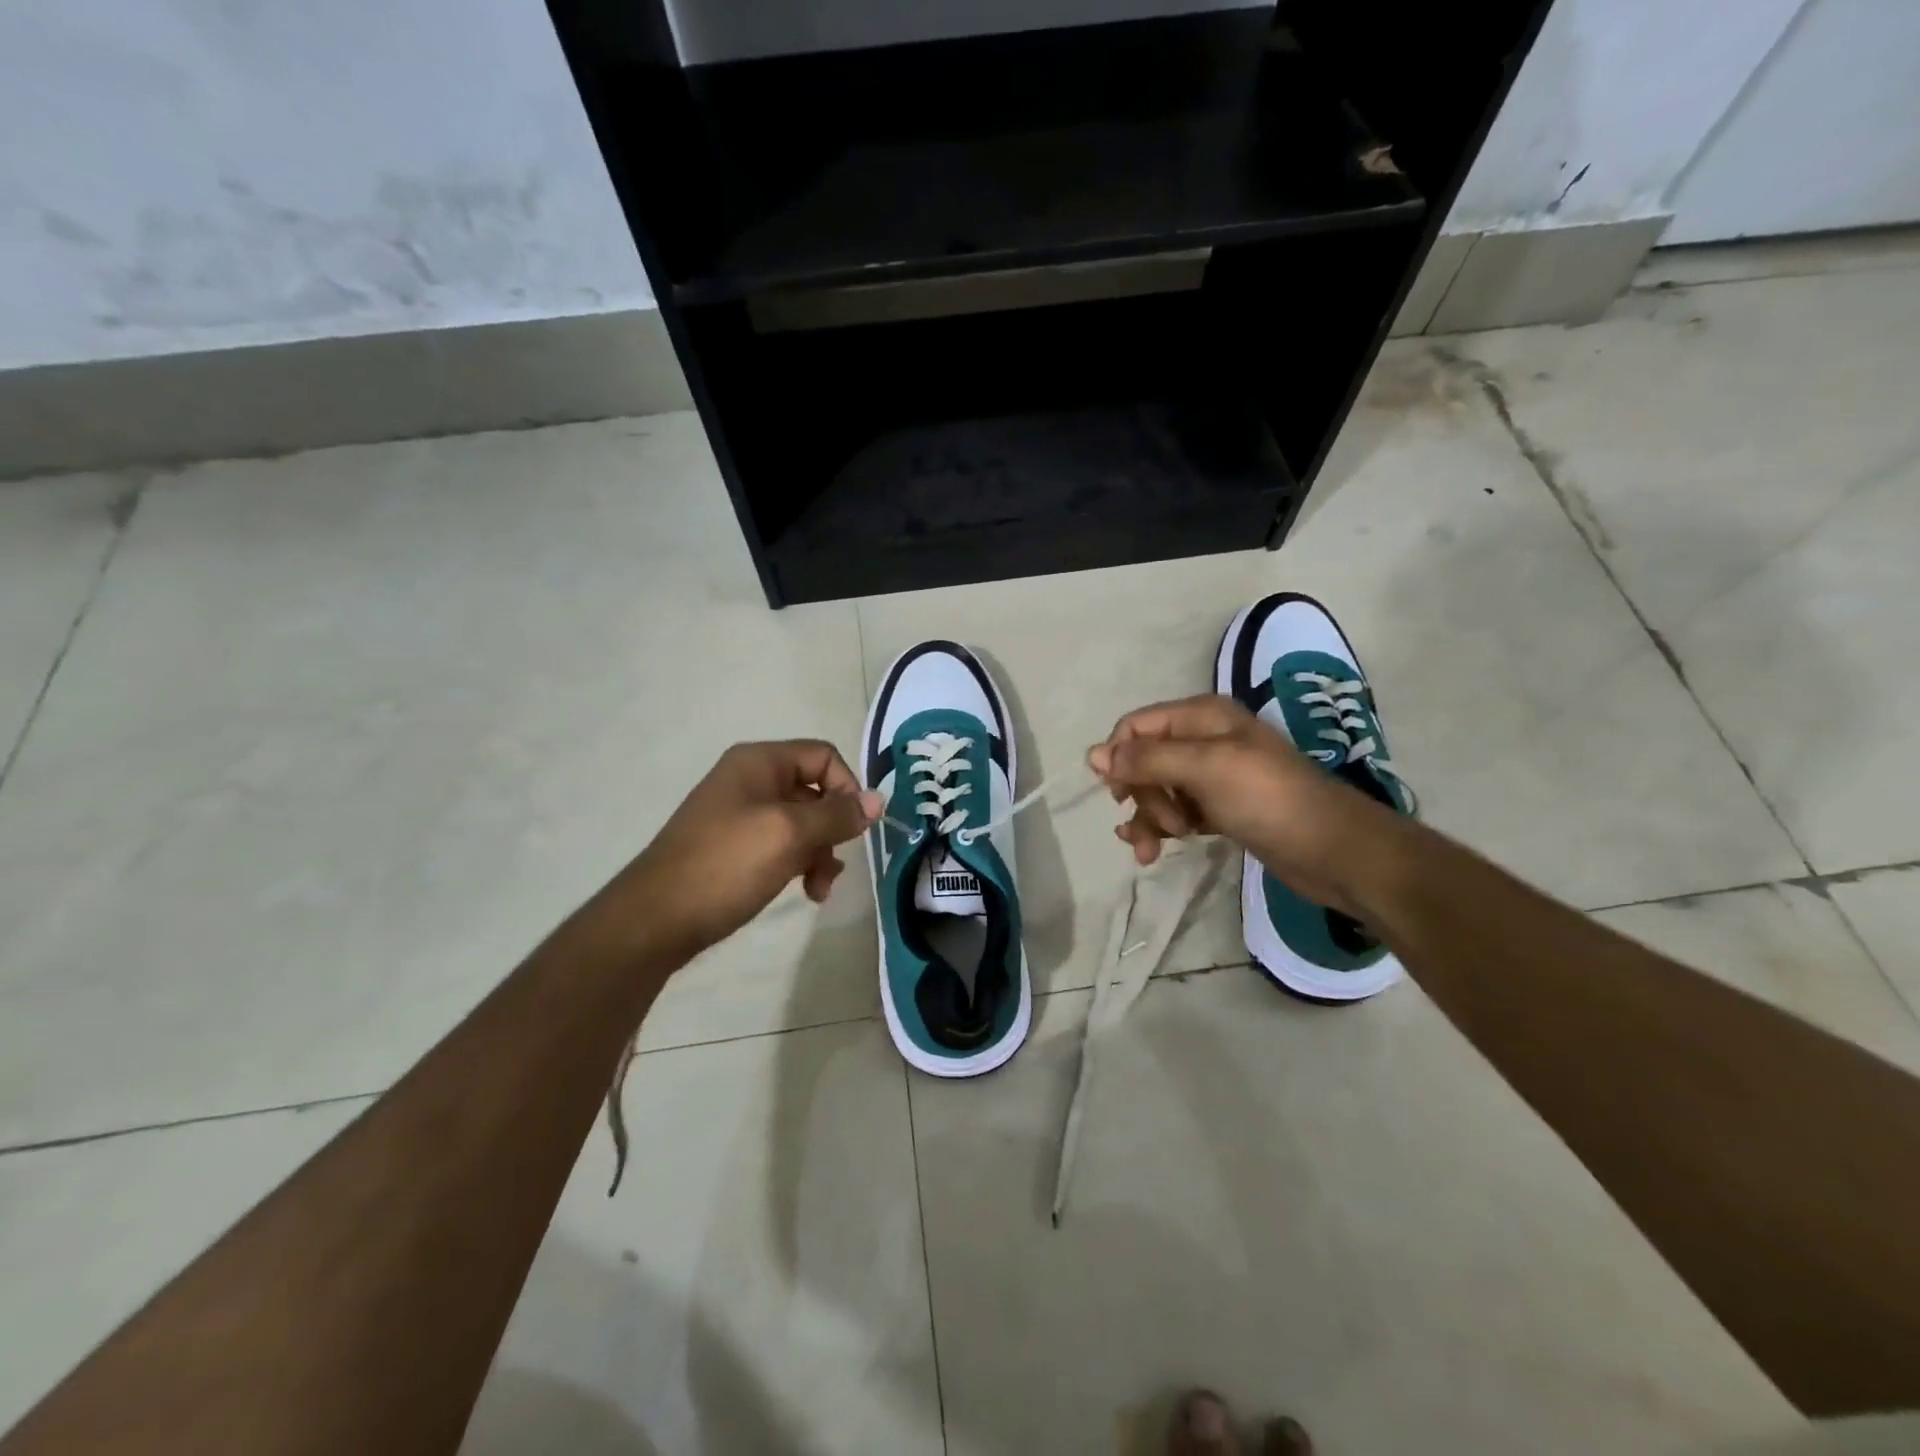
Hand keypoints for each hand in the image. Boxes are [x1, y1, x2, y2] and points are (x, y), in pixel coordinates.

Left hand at [615, 741, 881, 959]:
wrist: (656, 919)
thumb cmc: (726, 865)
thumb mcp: (789, 835)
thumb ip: (838, 815)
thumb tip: (879, 799)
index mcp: (760, 762)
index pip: (824, 756)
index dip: (848, 788)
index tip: (856, 827)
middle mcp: (751, 780)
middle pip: (816, 791)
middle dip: (834, 829)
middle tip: (834, 864)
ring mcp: (741, 814)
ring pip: (803, 823)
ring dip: (820, 853)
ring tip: (818, 889)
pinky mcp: (735, 847)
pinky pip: (783, 845)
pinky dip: (800, 864)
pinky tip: (804, 892)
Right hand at [1087, 695, 1393, 915]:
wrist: (1334, 850)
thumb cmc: (1267, 798)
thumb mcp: (1203, 768)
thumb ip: (1147, 759)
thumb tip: (1092, 754)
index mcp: (1202, 716)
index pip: (1137, 726)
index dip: (1119, 756)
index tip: (1117, 793)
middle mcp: (1204, 740)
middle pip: (1144, 760)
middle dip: (1141, 794)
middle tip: (1164, 824)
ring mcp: (1214, 777)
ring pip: (1157, 790)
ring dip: (1147, 818)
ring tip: (1150, 851)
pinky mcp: (1222, 809)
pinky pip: (1176, 812)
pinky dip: (1162, 828)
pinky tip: (1153, 850)